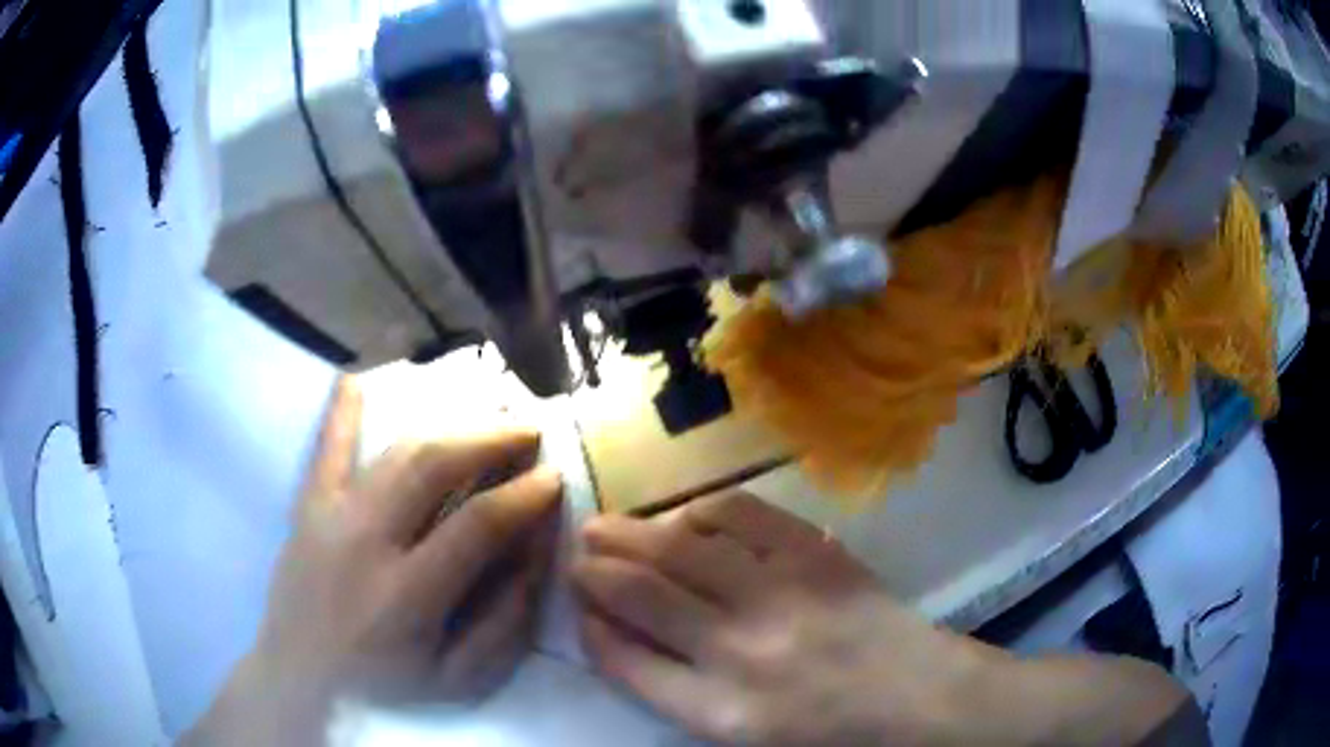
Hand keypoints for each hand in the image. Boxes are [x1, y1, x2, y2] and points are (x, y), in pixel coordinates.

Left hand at [186, 378, 563, 744]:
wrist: (298, 686)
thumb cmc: (384, 693)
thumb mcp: (459, 682)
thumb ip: (503, 622)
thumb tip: (532, 553)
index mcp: (405, 597)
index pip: (478, 525)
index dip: (524, 496)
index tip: (554, 478)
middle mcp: (364, 543)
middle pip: (431, 466)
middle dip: (488, 438)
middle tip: (527, 429)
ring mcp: (328, 519)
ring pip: (391, 451)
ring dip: (445, 425)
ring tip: (482, 416)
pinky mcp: (306, 511)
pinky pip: (323, 451)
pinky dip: (341, 412)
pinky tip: (358, 377)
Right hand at [571, 492, 993, 745]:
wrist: (910, 692)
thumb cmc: (822, 726)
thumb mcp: (738, 731)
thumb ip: (671, 687)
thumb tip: (614, 631)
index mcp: (720, 709)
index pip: (626, 661)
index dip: (591, 625)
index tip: (576, 603)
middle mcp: (740, 650)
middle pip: (641, 593)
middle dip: (595, 568)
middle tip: (577, 552)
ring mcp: (779, 594)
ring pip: (679, 548)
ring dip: (631, 532)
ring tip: (606, 526)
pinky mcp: (813, 554)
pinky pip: (739, 515)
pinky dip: (699, 510)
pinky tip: (684, 517)